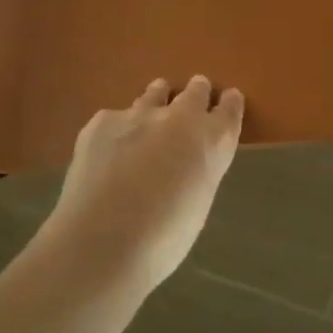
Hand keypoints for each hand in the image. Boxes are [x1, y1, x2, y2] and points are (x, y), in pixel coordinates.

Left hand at [45, 76, 244, 291]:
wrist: (102, 241)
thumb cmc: (164, 238)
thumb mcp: (198, 202)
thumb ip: (198, 170)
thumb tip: (186, 163)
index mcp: (213, 141)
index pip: (229, 108)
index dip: (228, 104)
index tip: (227, 101)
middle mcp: (181, 117)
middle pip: (195, 91)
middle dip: (196, 94)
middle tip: (192, 100)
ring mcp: (139, 114)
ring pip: (155, 93)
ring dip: (158, 99)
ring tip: (153, 110)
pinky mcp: (102, 121)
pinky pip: (117, 117)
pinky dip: (119, 129)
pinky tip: (109, 150)